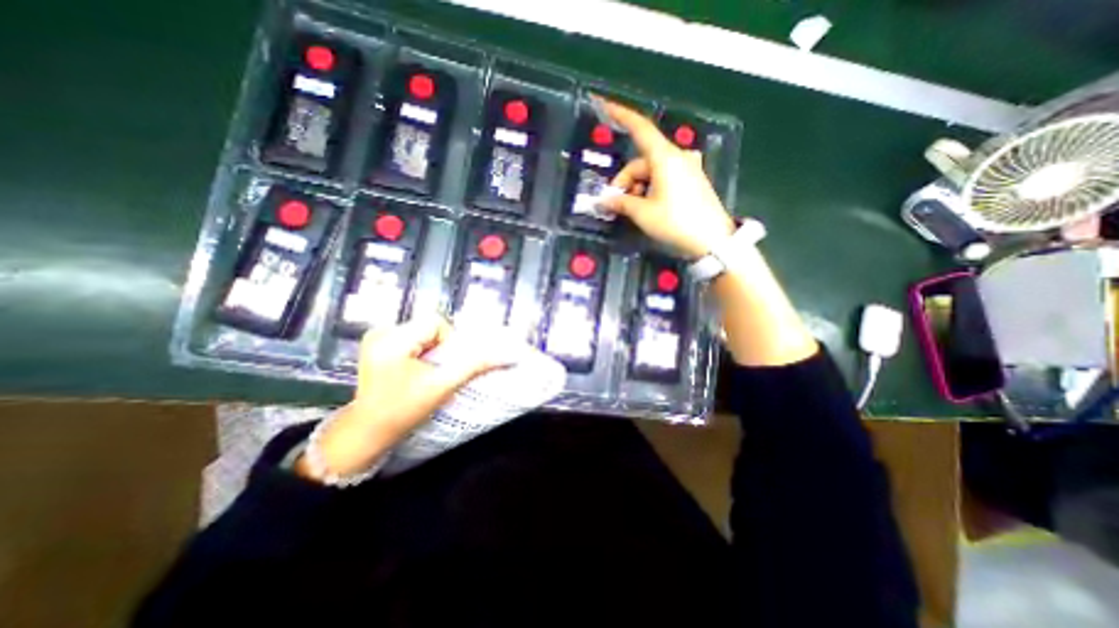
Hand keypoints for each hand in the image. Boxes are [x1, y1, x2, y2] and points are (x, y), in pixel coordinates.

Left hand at [296, 319, 506, 480]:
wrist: (368, 432)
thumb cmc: (403, 411)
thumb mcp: (442, 387)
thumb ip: (474, 366)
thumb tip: (505, 355)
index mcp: (391, 339)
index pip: (435, 322)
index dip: (448, 341)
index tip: (442, 366)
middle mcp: (380, 331)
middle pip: (428, 326)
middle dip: (439, 347)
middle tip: (434, 371)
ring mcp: (375, 337)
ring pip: (422, 331)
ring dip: (430, 349)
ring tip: (422, 372)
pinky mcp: (376, 344)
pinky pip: (411, 338)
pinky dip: (420, 351)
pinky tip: (413, 370)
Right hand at [600, 100, 739, 258]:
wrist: (712, 240)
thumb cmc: (676, 222)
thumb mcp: (643, 213)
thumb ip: (621, 202)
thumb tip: (604, 200)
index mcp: (665, 157)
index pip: (640, 128)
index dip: (621, 115)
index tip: (604, 104)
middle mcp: (677, 157)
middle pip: (642, 161)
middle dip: (626, 181)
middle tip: (616, 204)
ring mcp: (687, 168)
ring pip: (652, 172)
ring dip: (638, 188)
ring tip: (633, 210)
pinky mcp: (692, 181)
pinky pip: (665, 178)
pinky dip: (651, 189)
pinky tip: (648, 207)